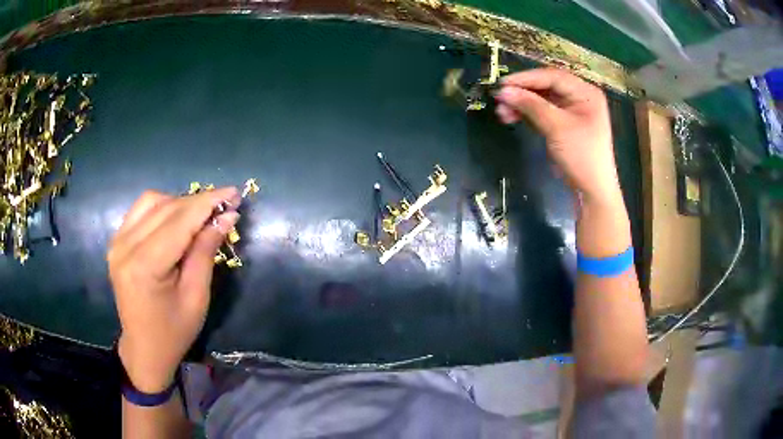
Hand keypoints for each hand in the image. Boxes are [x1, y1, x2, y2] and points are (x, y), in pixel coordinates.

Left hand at [109, 187, 240, 392]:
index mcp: (145, 265)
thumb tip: (226, 216)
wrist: (144, 348)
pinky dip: (162, 208)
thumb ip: (205, 251)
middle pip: (166, 207)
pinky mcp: (116, 241)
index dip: (208, 203)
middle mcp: (125, 246)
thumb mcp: (197, 296)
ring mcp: (117, 241)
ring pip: (152, 201)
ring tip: (199, 217)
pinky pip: (141, 210)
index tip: (234, 192)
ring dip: (179, 203)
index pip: (179, 221)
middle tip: (224, 205)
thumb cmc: (175, 331)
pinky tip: (175, 221)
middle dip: (198, 202)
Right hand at [494, 68, 622, 206]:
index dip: (526, 78)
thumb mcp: (557, 127)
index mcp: (586, 93)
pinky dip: (527, 114)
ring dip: (522, 104)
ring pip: (541, 100)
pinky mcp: (563, 124)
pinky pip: (542, 112)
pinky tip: (511, 117)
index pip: (553, 77)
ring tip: (502, 113)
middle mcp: (579, 97)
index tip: (502, 84)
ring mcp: (571, 111)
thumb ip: (531, 105)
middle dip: (522, 93)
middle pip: (546, 87)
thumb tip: (503, 91)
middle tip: (500, 99)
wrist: (591, 191)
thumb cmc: (581, 156)